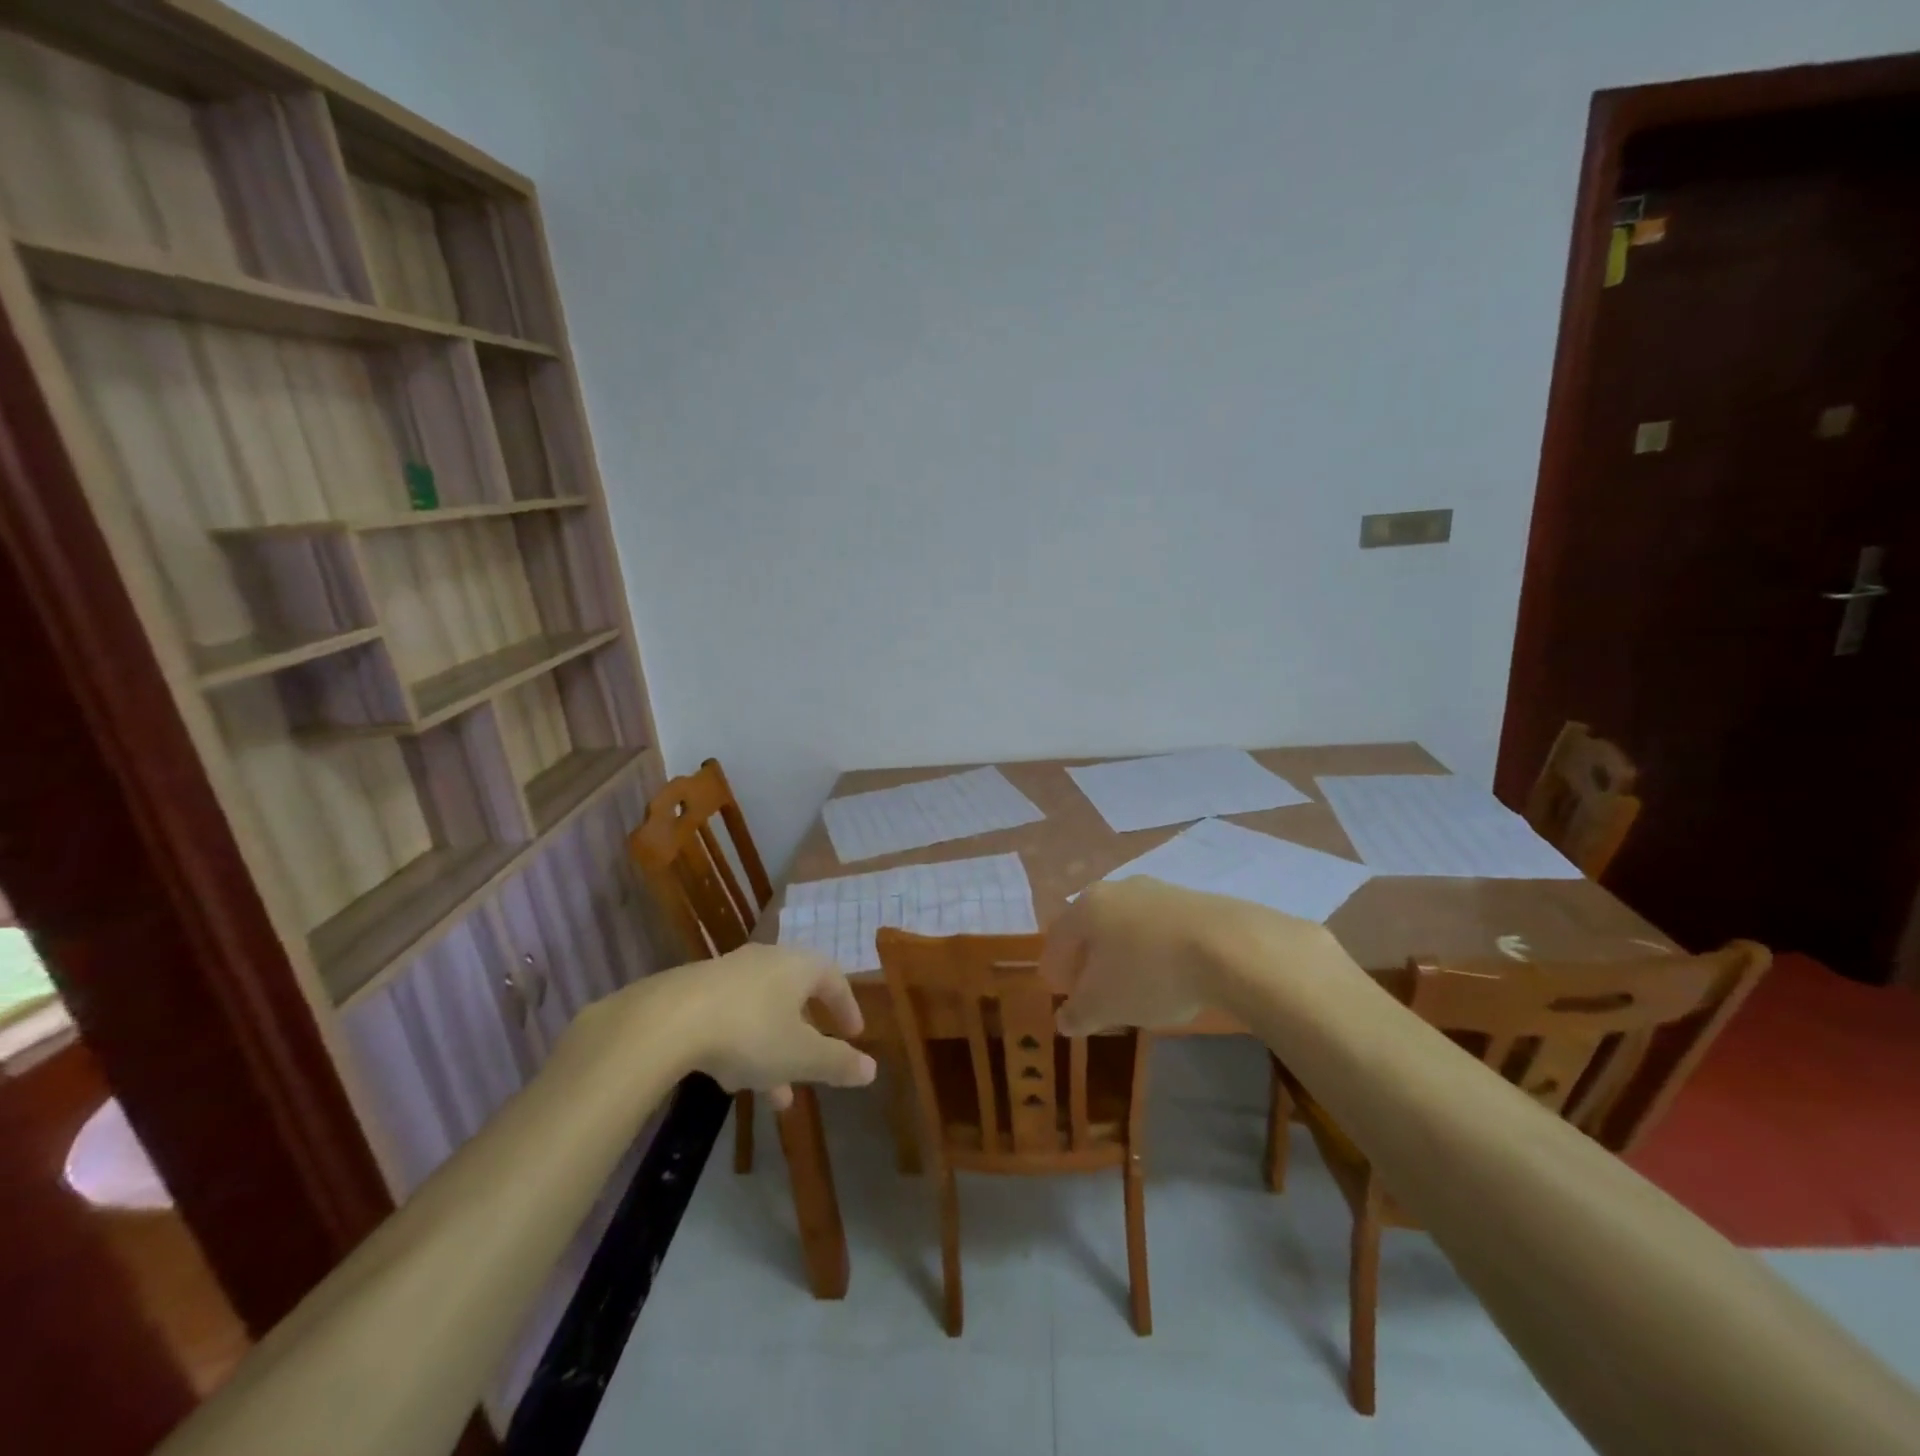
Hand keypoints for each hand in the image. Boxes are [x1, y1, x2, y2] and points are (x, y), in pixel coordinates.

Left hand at [668, 944, 876, 1109]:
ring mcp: (727, 974)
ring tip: (774, 1096)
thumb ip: (837, 1063)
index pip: (834, 979)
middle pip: (795, 997)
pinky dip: (741, 1045)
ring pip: (762, 1013)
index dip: (846, 1008)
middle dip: (806, 1039)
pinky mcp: (694, 992)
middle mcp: (766, 960)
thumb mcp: (801, 1055)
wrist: (666, 1021)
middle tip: (814, 1069)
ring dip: (772, 1051)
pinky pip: (730, 1017)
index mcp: (798, 966)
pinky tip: (730, 1079)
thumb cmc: (750, 1031)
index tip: (853, 1036)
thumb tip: (872, 1070)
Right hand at [1040, 877, 1328, 1034]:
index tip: (1060, 991)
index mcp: (1087, 907)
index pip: (1058, 936)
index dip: (1055, 967)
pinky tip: (1170, 975)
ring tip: (1134, 987)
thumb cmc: (1149, 973)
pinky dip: (1156, 951)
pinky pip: (1161, 929)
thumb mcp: (1104, 1004)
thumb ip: (1078, 1013)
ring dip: (1124, 954)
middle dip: (1089, 958)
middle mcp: (1118, 889)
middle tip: (1092, 989)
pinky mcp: (1194, 901)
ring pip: (1128, 925)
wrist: (1229, 947)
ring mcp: (1158, 891)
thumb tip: (1064, 1020)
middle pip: (1093, 926)